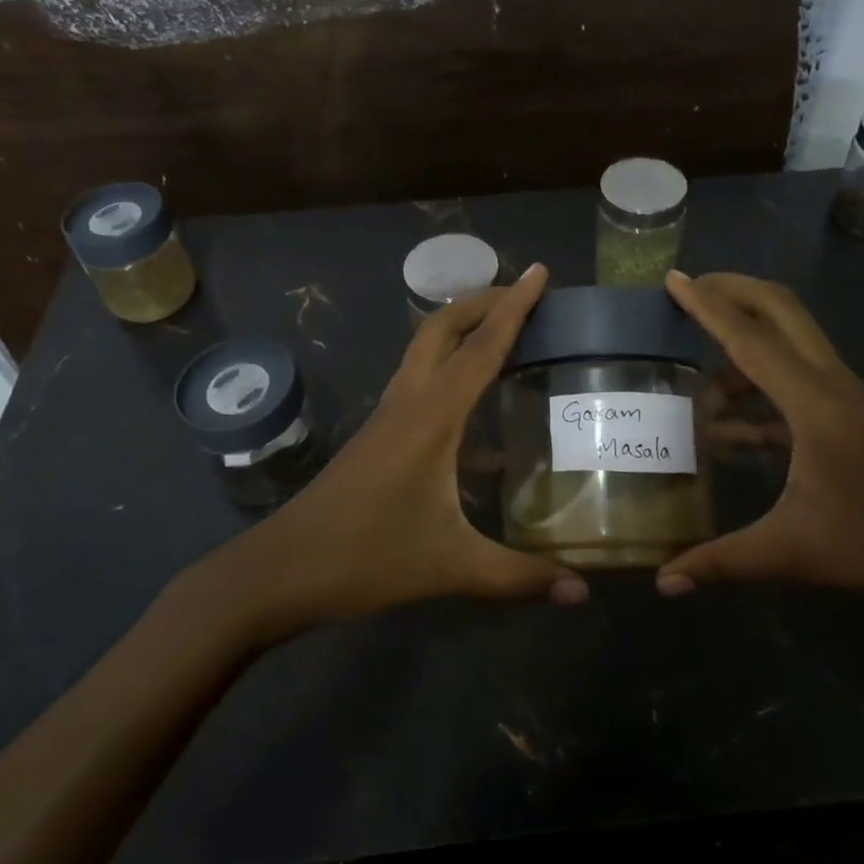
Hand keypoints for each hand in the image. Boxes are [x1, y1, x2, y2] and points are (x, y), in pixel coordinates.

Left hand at [213, 264, 586, 642]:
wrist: (281, 570)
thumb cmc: (365, 558)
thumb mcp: (451, 566)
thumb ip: (520, 576)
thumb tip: (583, 592)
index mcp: (432, 416)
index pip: (482, 346)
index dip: (514, 307)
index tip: (539, 271)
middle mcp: (409, 400)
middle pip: (443, 327)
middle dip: (484, 302)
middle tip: (526, 297)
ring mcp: (389, 414)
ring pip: (427, 350)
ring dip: (464, 330)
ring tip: (508, 334)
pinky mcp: (380, 434)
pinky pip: (422, 382)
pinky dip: (453, 372)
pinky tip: (483, 413)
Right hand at [654, 272, 863, 624]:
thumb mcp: (797, 553)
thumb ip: (723, 561)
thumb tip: (663, 582)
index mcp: (816, 403)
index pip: (750, 340)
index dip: (708, 307)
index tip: (675, 277)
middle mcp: (834, 388)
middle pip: (782, 313)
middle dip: (734, 293)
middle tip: (689, 291)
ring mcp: (851, 404)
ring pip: (792, 350)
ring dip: (745, 353)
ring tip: (699, 386)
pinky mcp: (858, 424)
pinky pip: (799, 389)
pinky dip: (762, 396)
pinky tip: (734, 433)